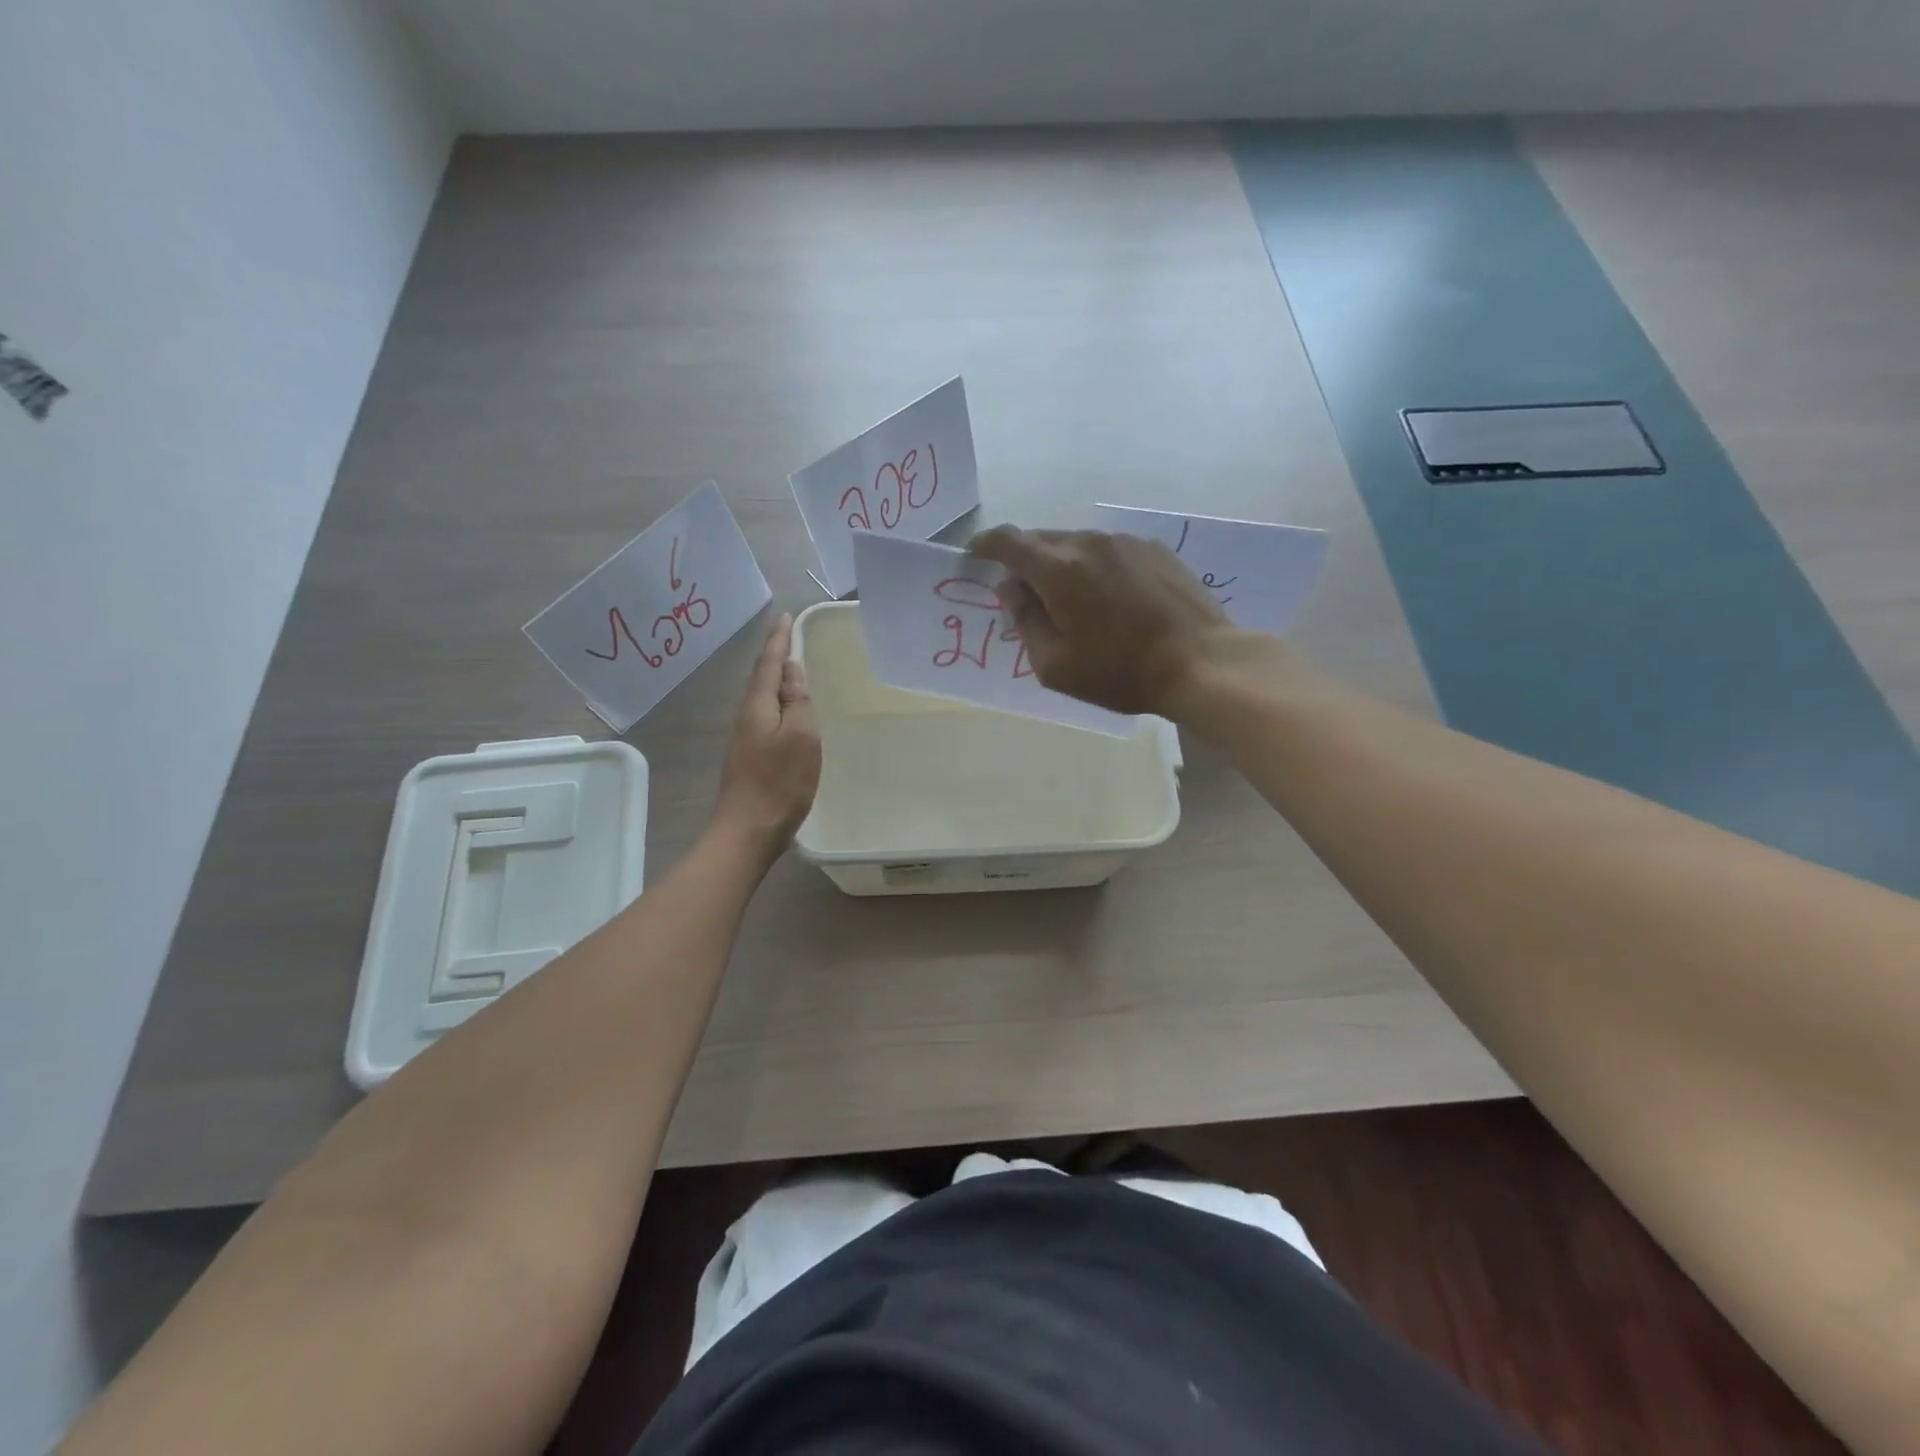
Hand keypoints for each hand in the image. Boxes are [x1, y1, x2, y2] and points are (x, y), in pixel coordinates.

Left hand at [713, 614, 820, 857]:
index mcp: (757, 707)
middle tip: (787, 635)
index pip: (768, 664)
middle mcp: (745, 717)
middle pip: (760, 678)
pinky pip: (764, 716)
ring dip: (774, 679)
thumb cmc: (779, 783)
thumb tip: (791, 670)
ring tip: (789, 667)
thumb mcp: (801, 737)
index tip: (784, 616)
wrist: (747, 832)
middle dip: (773, 655)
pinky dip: (776, 703)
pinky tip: (785, 711)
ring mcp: (744, 739)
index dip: (778, 639)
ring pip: (761, 698)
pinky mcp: (749, 757)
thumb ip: (797, 701)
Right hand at [968, 526, 1236, 716]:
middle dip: (1024, 560)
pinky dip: (1095, 566)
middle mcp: (1090, 543)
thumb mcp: (1055, 665)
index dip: (985, 545)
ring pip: (1077, 543)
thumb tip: (1012, 589)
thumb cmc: (1119, 671)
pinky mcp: (1155, 550)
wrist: (1200, 663)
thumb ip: (1025, 621)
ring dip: (1062, 564)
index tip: (975, 556)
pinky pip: (1109, 550)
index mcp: (1059, 569)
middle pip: (1042, 539)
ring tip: (1072, 601)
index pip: (1008, 541)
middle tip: (1025, 595)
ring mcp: (1126, 542)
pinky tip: (1110, 598)